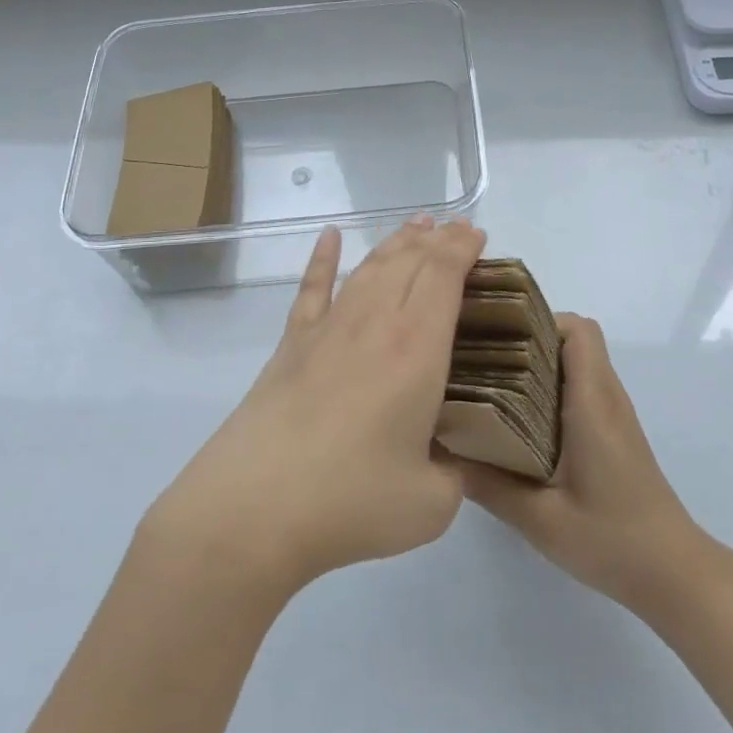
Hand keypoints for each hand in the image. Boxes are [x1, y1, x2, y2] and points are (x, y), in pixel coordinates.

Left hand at [145, 216, 486, 597]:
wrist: (254, 507)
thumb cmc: (351, 501)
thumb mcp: (431, 504)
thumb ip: (453, 476)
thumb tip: (451, 464)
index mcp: (416, 348)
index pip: (444, 275)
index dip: (463, 248)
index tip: (478, 236)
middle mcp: (374, 323)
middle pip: (409, 261)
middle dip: (438, 239)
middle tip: (457, 229)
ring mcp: (328, 328)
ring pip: (369, 267)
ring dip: (396, 241)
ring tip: (416, 225)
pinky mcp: (292, 345)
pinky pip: (312, 289)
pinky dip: (322, 259)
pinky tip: (329, 237)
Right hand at [461, 314, 702, 613]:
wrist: (673, 572)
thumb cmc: (612, 539)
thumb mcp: (541, 519)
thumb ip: (490, 486)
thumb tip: (442, 454)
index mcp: (593, 402)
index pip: (577, 330)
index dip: (538, 320)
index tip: (496, 334)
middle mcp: (607, 396)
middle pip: (573, 338)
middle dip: (527, 337)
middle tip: (481, 357)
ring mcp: (614, 414)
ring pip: (577, 361)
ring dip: (538, 362)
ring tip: (491, 383)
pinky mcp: (613, 432)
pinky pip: (581, 386)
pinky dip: (550, 386)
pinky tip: (518, 420)